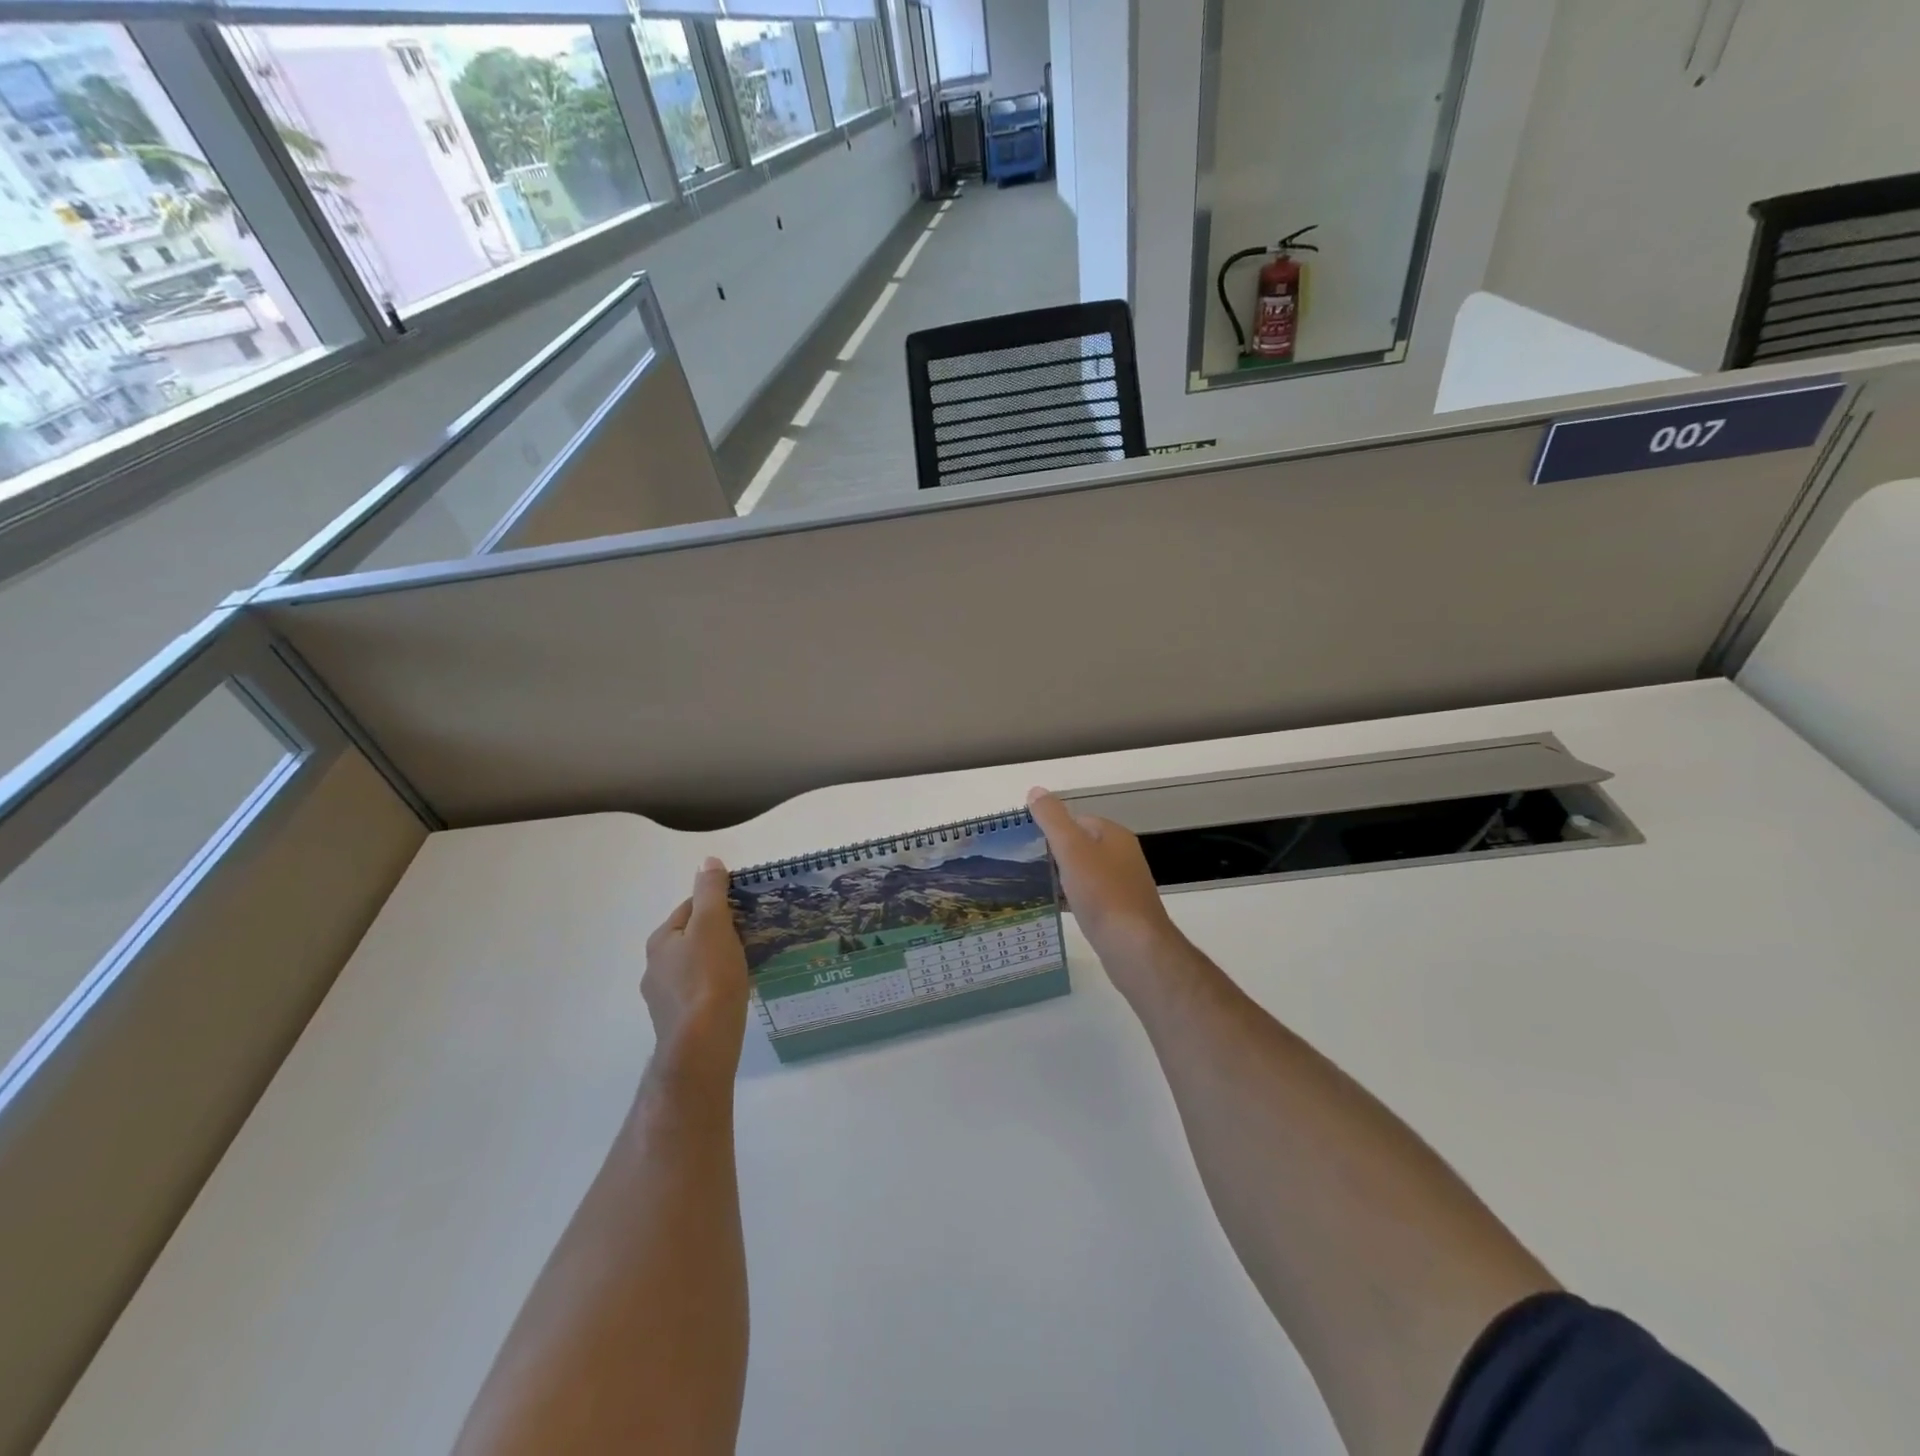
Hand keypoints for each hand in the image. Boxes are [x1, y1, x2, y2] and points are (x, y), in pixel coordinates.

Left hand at [643, 857, 749, 1078]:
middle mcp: (654, 968)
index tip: (745, 910)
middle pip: (691, 938)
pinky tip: (734, 994)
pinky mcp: (677, 1023)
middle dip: (718, 934)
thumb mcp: (714, 925)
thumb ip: (711, 892)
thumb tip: (708, 860)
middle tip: (750, 936)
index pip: (690, 907)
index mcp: (661, 940)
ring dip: (717, 962)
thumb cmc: (709, 978)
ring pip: (695, 967)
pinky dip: (715, 988)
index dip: (718, 903)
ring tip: (746, 965)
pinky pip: (699, 993)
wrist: (702, 1045)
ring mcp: (663, 999)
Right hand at [1027, 787, 1183, 990]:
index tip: (1027, 843)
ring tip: (1035, 887)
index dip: (1053, 829)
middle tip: (1027, 865)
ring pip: (1085, 873)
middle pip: (1082, 846)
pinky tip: (1057, 909)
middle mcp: (1123, 856)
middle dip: (1056, 854)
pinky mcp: (1121, 912)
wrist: (1134, 946)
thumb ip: (1053, 819)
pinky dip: (1073, 899)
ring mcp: (1124, 885)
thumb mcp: (1072, 849)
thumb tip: (1036, 791)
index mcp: (1114, 836)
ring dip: (1063, 878)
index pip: (1078, 820)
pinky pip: (1091, 897)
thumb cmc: (1102, 893)